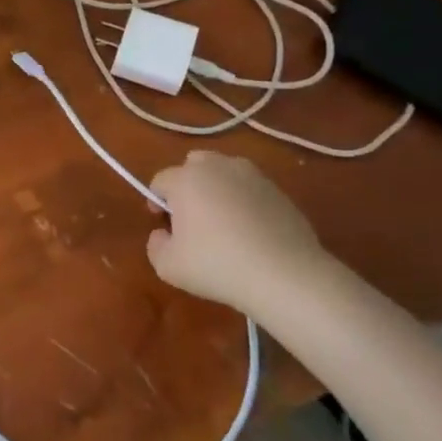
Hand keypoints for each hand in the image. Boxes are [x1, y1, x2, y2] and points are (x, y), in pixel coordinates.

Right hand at [145, 151, 334, 312]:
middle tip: (192, 218)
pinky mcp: (279, 190)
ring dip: (217, 189)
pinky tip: (251, 232)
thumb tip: (163, 234)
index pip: (160, 180)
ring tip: (224, 223)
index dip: (156, 202)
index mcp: (186, 179)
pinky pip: (250, 189)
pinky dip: (245, 202)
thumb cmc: (218, 266)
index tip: (164, 226)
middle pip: (193, 164)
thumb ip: (155, 245)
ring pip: (224, 172)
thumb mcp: (169, 266)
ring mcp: (252, 175)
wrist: (286, 275)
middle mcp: (217, 167)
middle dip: (188, 185)